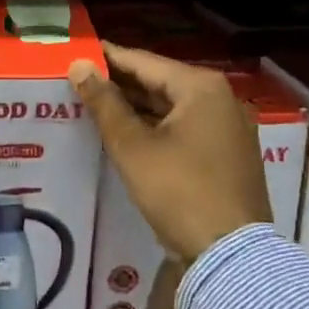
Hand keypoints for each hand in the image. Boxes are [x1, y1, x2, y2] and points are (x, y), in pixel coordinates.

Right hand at [69, 44, 269, 262]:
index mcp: (200, 87)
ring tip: (96, 105)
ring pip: (172, 106)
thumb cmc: (179, 191)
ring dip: (137, 107)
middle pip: (160, 82)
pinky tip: (128, 133)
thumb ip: (104, 103)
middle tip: (80, 81)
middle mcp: (220, 98)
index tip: (77, 53)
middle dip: (120, 83)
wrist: (231, 255)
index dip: (107, 58)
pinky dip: (157, 126)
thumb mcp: (133, 147)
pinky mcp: (228, 153)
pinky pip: (185, 127)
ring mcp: (229, 126)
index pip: (143, 61)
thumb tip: (80, 65)